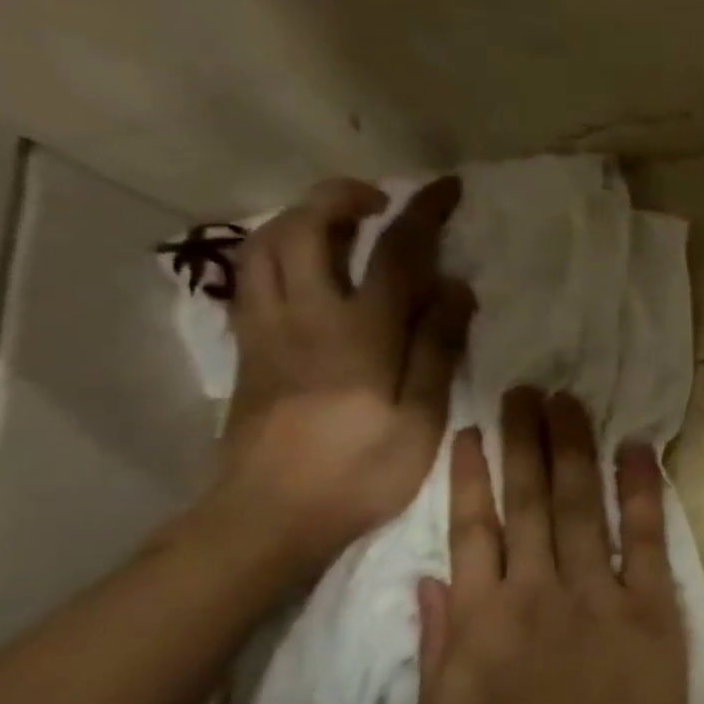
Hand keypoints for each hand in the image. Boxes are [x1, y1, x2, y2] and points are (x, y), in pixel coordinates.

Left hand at [219, 176, 474, 571]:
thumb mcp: (422, 415)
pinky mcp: (248, 349)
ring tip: (340, 223)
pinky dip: (277, 251)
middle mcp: (305, 316)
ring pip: (264, 246)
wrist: (269, 515)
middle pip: (307, 229)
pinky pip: (252, 276)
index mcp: (360, 332)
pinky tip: (303, 266)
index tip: (445, 188)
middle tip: (382, 201)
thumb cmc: (361, 470)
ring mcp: (266, 330)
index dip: (422, 213)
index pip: (394, 253)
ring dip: (301, 218)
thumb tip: (454, 287)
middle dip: (342, 198)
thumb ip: (438, 346)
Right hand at [414, 388, 688, 703]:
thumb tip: (429, 578)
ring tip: (569, 401)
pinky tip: (638, 449)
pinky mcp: (652, 606)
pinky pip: (646, 537)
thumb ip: (434, 646)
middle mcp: (536, 595)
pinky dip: (643, 490)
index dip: (473, 477)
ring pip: (581, 506)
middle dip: (526, 441)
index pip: (472, 531)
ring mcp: (598, 595)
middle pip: (529, 502)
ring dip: (575, 449)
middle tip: (526, 388)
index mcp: (479, 624)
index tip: (473, 430)